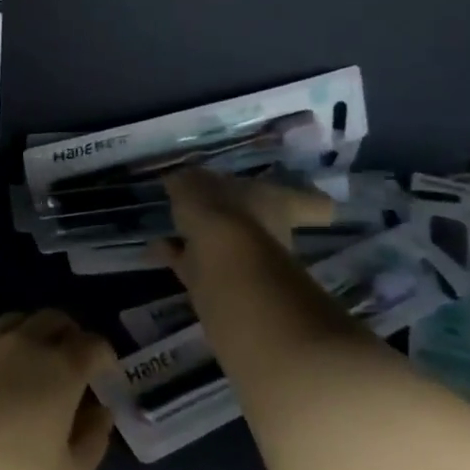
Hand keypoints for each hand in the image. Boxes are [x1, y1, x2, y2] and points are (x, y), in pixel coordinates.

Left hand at [0, 311, 116, 469]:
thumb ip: (93, 440)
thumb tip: (100, 412)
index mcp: (59, 369)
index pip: (92, 344)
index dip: (105, 356)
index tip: (106, 377)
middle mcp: (22, 346)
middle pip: (53, 318)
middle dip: (71, 334)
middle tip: (75, 363)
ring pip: (16, 321)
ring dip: (34, 333)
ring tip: (36, 363)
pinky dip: (2, 352)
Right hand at [154, 168, 330, 297]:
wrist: (228, 277)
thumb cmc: (223, 217)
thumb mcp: (196, 186)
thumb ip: (187, 182)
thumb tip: (180, 180)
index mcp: (278, 203)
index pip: (311, 203)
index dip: (310, 201)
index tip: (310, 198)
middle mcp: (272, 234)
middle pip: (263, 225)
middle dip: (236, 220)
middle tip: (205, 210)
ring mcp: (252, 265)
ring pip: (229, 248)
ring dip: (203, 242)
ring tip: (170, 231)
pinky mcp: (228, 289)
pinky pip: (203, 268)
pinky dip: (181, 259)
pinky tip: (158, 250)